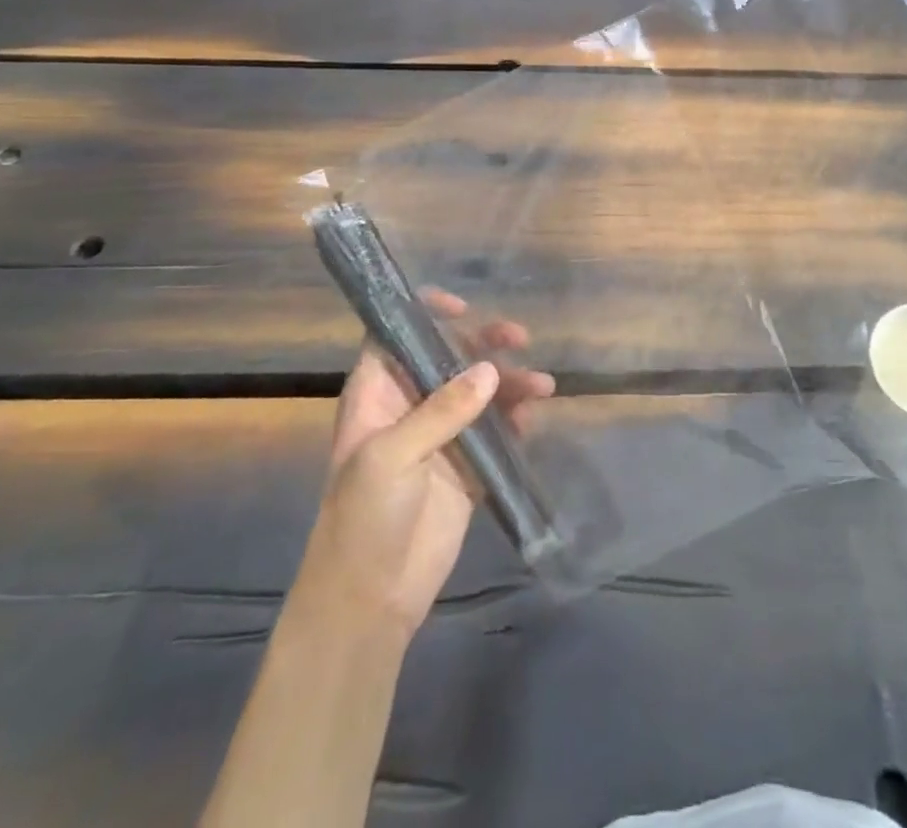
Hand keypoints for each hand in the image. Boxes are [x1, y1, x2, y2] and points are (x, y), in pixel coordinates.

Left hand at [297, 290, 554, 634]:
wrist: (370, 599)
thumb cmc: (364, 517)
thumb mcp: (392, 456)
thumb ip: (442, 410)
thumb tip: (490, 370)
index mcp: (378, 395)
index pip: (396, 336)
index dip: (424, 313)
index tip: (463, 307)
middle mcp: (411, 406)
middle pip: (450, 357)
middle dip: (485, 343)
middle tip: (519, 339)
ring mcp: (442, 435)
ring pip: (480, 391)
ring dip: (511, 382)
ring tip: (542, 386)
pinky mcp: (468, 465)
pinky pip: (497, 429)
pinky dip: (516, 417)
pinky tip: (533, 415)